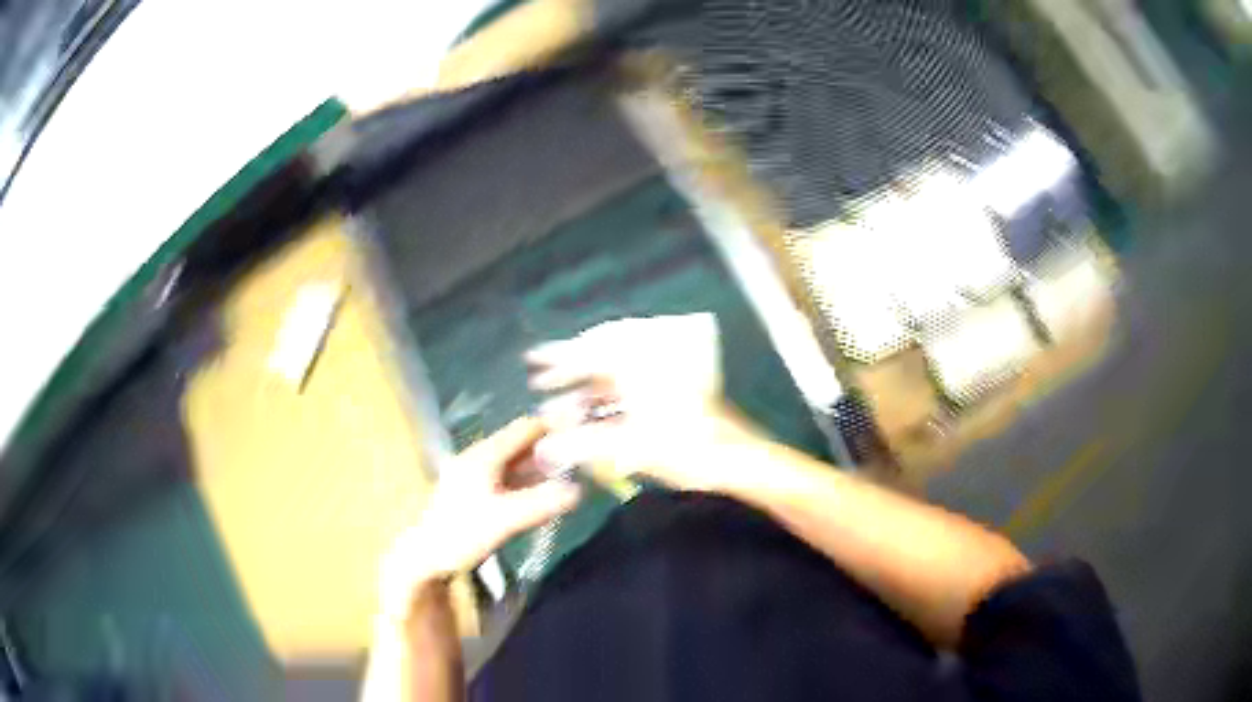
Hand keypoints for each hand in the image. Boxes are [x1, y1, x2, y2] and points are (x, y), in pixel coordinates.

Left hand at [378, 417, 580, 620]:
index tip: (582, 436)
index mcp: (484, 455)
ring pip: (515, 462)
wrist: (425, 557)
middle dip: (550, 450)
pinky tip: (543, 495)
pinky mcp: (474, 491)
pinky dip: (527, 482)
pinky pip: (507, 478)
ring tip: (569, 478)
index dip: (553, 429)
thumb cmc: (462, 534)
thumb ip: (542, 503)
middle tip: (581, 462)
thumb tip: (580, 491)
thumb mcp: (505, 520)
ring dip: (540, 468)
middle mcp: (479, 457)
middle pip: (520, 444)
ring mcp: (475, 474)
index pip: (525, 429)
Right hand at [527, 314, 744, 491]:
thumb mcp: (632, 448)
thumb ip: (584, 446)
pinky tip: (595, 414)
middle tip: (542, 380)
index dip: (557, 357)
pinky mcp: (675, 392)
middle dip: (570, 370)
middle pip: (601, 358)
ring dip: (589, 389)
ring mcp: (665, 376)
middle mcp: (651, 362)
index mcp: (641, 365)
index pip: (590, 352)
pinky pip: (633, 388)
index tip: (531, 359)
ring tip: (563, 403)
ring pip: (617, 376)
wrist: (741, 460)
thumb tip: (545, 447)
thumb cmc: (688, 449)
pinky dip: (611, 399)